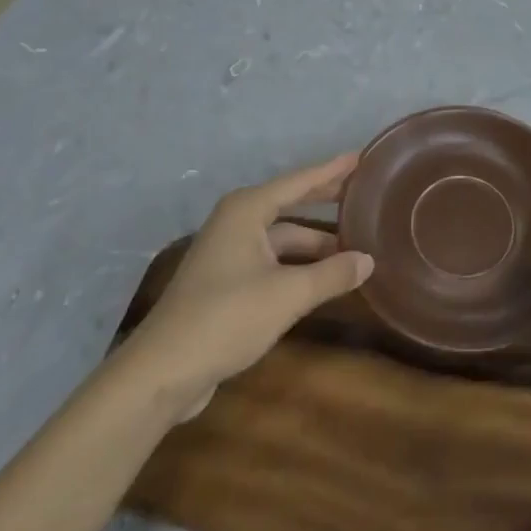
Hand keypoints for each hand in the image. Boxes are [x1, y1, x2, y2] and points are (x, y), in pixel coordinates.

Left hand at [128, 154, 372, 422]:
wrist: (162, 372)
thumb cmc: (226, 317)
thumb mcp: (288, 294)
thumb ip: (332, 274)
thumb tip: (368, 260)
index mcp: (247, 210)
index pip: (299, 181)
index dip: (332, 170)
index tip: (360, 157)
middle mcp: (236, 222)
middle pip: (290, 203)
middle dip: (324, 199)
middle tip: (361, 192)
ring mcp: (228, 252)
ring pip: (282, 237)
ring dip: (314, 242)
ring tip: (353, 245)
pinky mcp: (225, 281)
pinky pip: (272, 259)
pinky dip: (297, 263)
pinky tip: (321, 276)